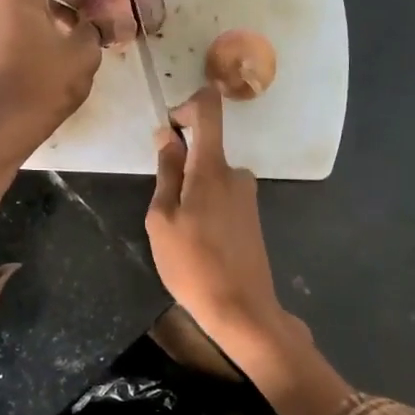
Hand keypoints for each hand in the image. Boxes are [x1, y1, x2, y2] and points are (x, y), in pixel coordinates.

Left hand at [0, 0, 116, 210]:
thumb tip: (105, 19)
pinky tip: (63, 42)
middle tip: (104, 10)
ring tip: (88, 29)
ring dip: (62, 7)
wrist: (2, 127)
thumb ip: (98, 25)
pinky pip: (17, 16)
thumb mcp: (83, 52)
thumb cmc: (44, 85)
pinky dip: (42, 20)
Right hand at [146, 85, 285, 341]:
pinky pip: (221, 196)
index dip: (187, 105)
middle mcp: (236, 173)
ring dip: (190, 195)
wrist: (241, 309)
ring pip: (209, 178)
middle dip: (180, 168)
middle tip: (164, 211)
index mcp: (212, 168)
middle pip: (204, 149)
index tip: (169, 128)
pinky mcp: (251, 215)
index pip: (209, 109)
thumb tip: (166, 135)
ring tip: (180, 236)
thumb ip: (166, 172)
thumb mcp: (163, 218)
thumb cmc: (192, 264)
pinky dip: (204, 209)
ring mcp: (247, 195)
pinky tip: (198, 244)